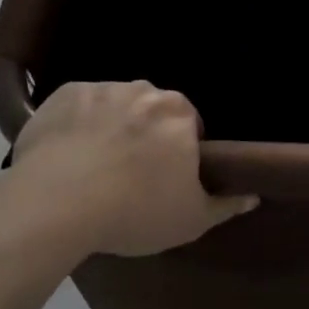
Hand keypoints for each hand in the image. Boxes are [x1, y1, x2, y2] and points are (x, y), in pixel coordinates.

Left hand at [5, 82, 256, 260]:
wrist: (56, 203)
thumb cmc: (134, 211)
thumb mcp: (190, 220)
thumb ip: (225, 205)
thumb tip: (252, 195)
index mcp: (179, 113)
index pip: (189, 126)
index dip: (179, 153)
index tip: (164, 180)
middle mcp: (143, 90)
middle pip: (151, 111)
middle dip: (146, 134)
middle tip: (130, 175)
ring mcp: (101, 88)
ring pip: (114, 106)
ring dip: (111, 126)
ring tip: (93, 166)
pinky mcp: (62, 94)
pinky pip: (77, 107)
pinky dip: (76, 125)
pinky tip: (66, 155)